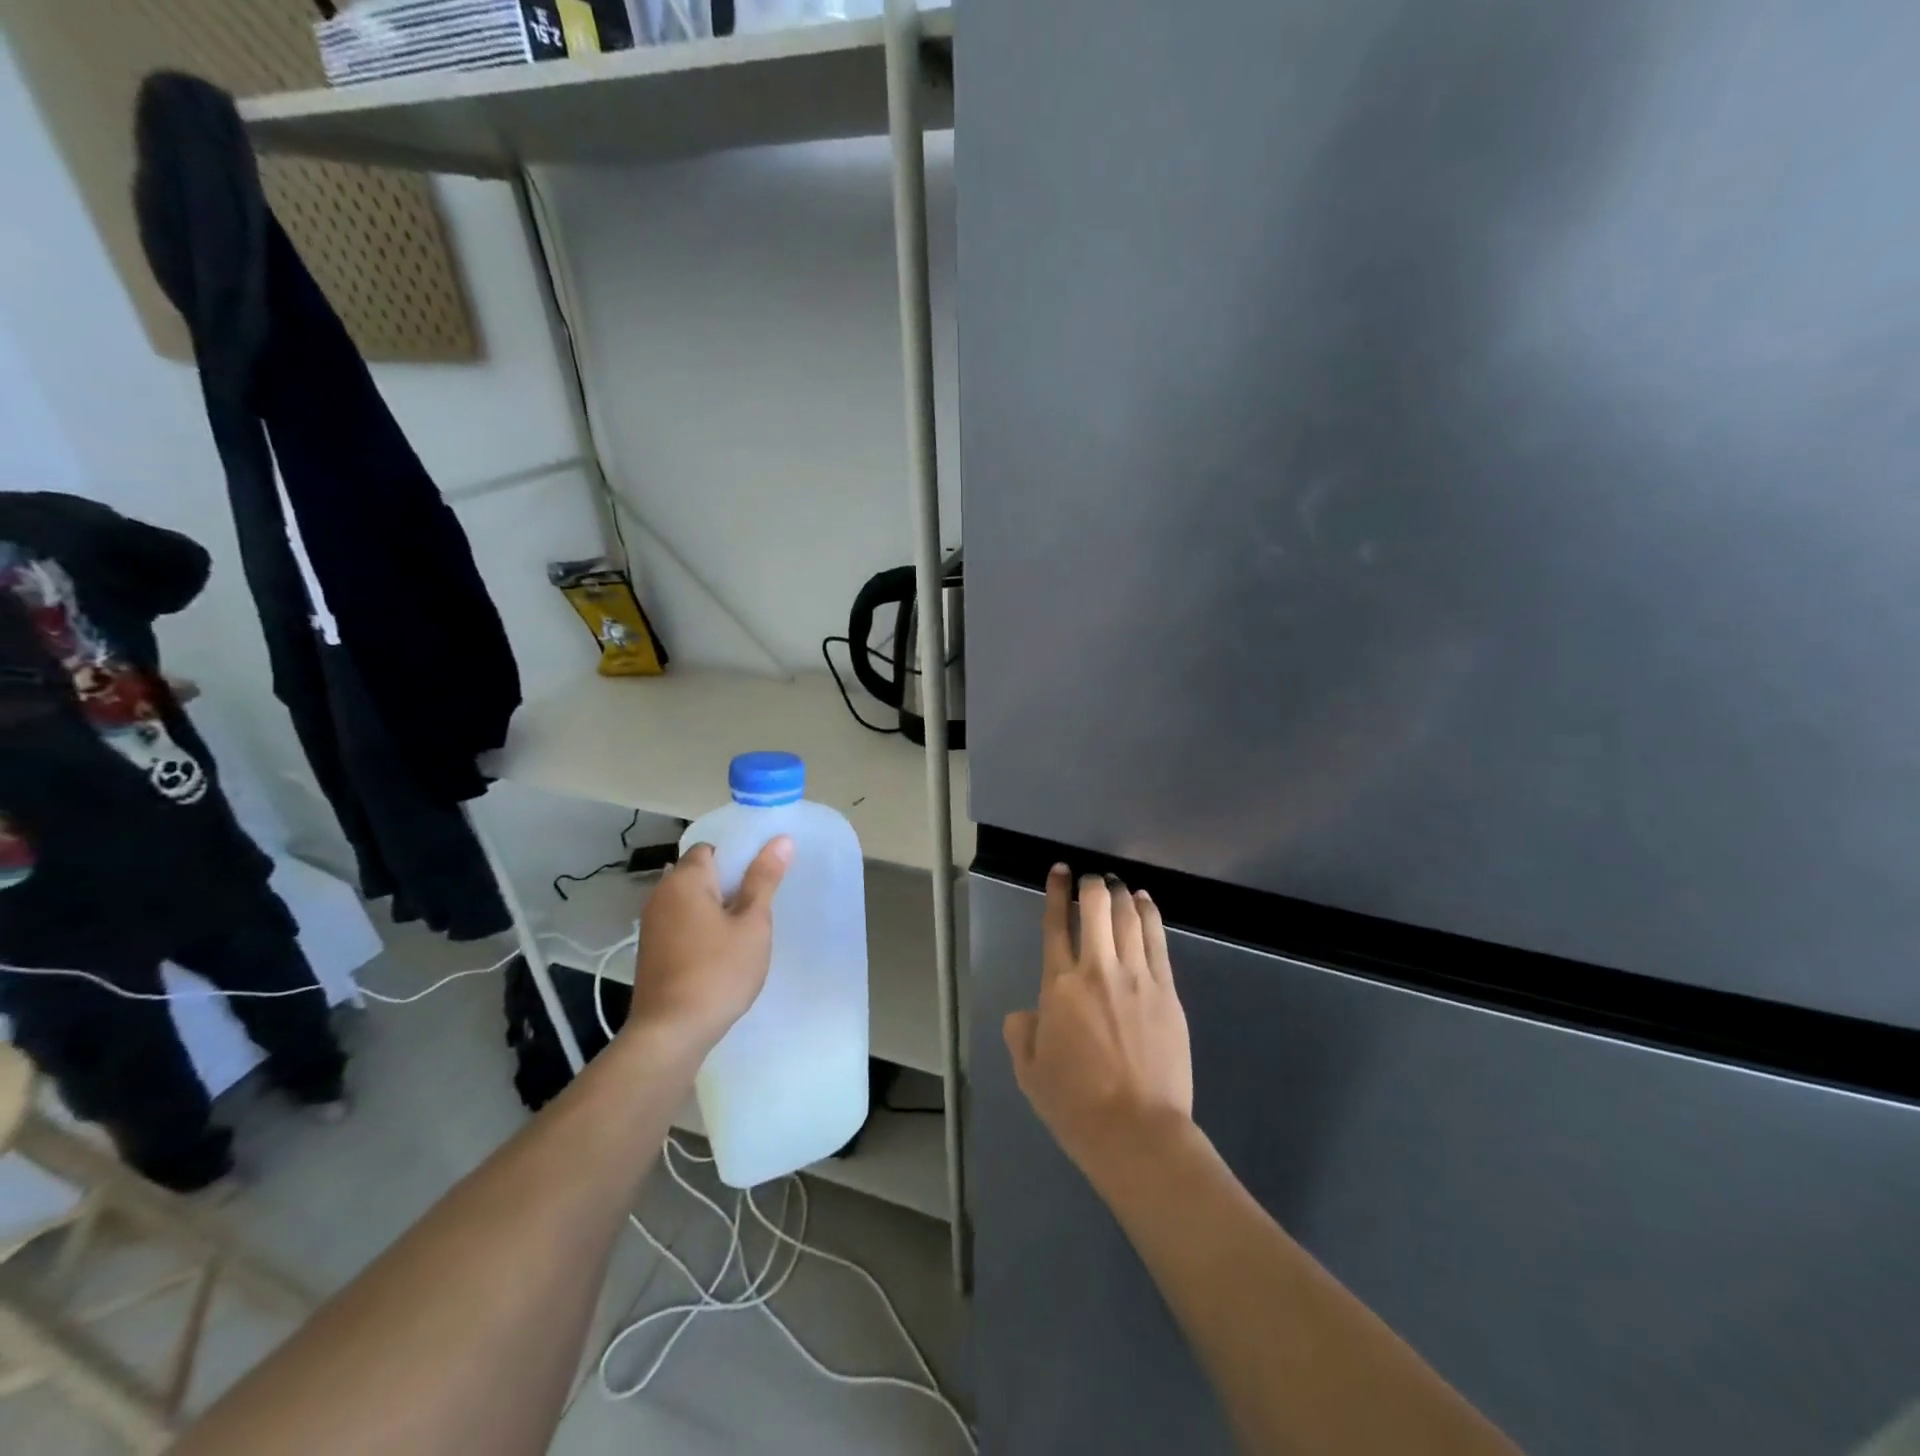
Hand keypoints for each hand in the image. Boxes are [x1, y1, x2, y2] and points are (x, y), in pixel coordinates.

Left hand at [625, 837, 792, 1054]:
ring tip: (745, 927)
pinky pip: (681, 922)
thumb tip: (780, 839)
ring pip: (690, 900)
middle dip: (729, 883)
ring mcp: (652, 924)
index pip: (711, 848)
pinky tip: (721, 949)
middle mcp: (661, 895)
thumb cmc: (718, 972)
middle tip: (761, 902)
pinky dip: (701, 926)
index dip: (738, 856)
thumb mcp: (752, 924)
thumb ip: (764, 879)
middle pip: (699, 873)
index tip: (763, 876)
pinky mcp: (651, 950)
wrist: (671, 1032)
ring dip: (716, 907)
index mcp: (684, 880)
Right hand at [1004, 866, 1193, 1182]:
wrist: (1137, 1132)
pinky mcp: (1166, 991)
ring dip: (1120, 894)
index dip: (1056, 891)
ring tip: (1116, 884)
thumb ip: (1022, 1032)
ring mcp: (1137, 977)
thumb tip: (1027, 1013)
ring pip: (1129, 917)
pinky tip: (1145, 902)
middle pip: (1096, 908)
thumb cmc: (1075, 1105)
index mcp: (1059, 986)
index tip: (1060, 870)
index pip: (1055, 924)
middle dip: (1092, 884)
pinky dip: (1150, 914)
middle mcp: (1098, 970)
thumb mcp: (1030, 1071)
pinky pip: (1158, 940)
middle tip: (1090, 879)